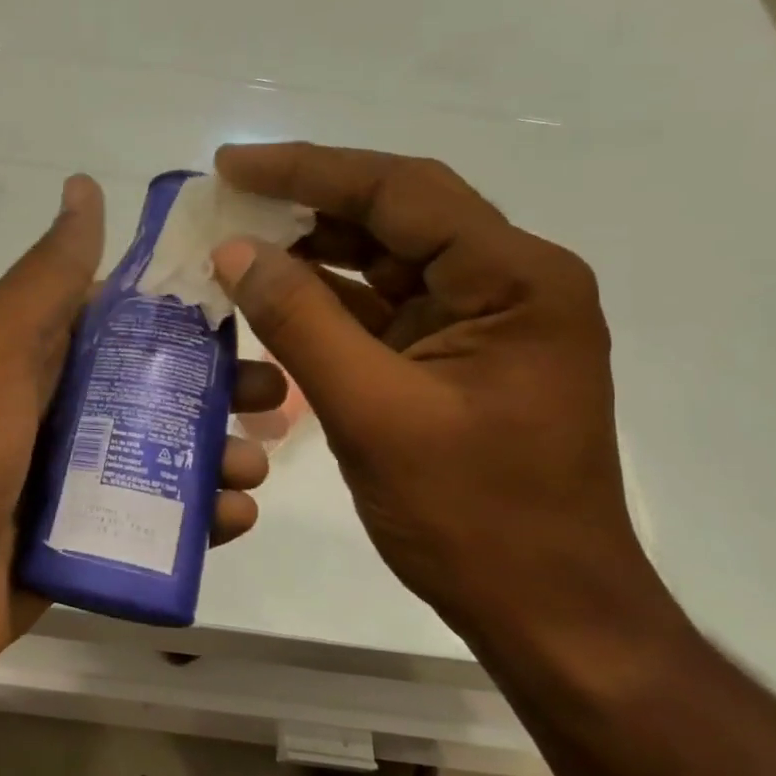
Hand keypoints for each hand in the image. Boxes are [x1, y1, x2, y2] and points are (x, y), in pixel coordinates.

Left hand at [0, 175, 286, 695]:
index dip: (186, 314)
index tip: (252, 311)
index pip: (127, 321)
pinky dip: (195, 522)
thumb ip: (47, 276)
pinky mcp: (79, 543)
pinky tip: (232, 522)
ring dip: (216, 458)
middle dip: (217, 392)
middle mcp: (56, 411)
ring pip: (161, 459)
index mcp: (38, 357)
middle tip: (273, 401)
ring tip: (254, 468)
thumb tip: (83, 185)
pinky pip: (149, 523)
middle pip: (155, 391)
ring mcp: (68, 482)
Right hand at [210, 142, 666, 642]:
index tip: (233, 164)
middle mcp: (508, 283)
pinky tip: (274, 294)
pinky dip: (328, 299)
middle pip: (397, 215)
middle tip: (228, 196)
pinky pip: (384, 308)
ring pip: (387, 259)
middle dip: (309, 202)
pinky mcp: (457, 356)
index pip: (401, 191)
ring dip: (314, 249)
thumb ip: (300, 322)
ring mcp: (483, 321)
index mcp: (514, 280)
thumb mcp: (372, 413)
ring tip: (239, 239)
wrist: (546, 611)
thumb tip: (235, 251)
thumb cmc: (471, 515)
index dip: (309, 169)